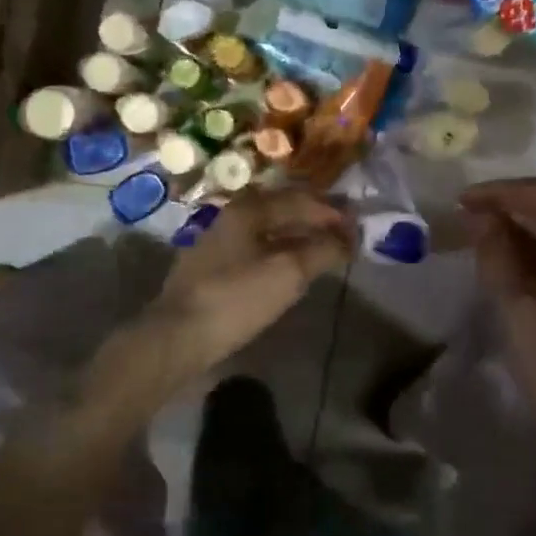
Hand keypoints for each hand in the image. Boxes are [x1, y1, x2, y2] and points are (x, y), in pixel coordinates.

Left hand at [145, 188, 355, 379]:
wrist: (177, 337)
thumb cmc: (236, 298)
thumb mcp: (288, 273)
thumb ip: (322, 250)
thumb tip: (349, 237)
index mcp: (248, 209)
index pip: (300, 199)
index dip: (331, 211)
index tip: (358, 223)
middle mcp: (232, 217)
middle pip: (282, 209)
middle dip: (315, 219)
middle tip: (344, 233)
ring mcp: (219, 243)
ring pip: (268, 230)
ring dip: (298, 236)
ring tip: (324, 250)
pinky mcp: (212, 269)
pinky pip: (256, 249)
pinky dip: (281, 252)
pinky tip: (290, 269)